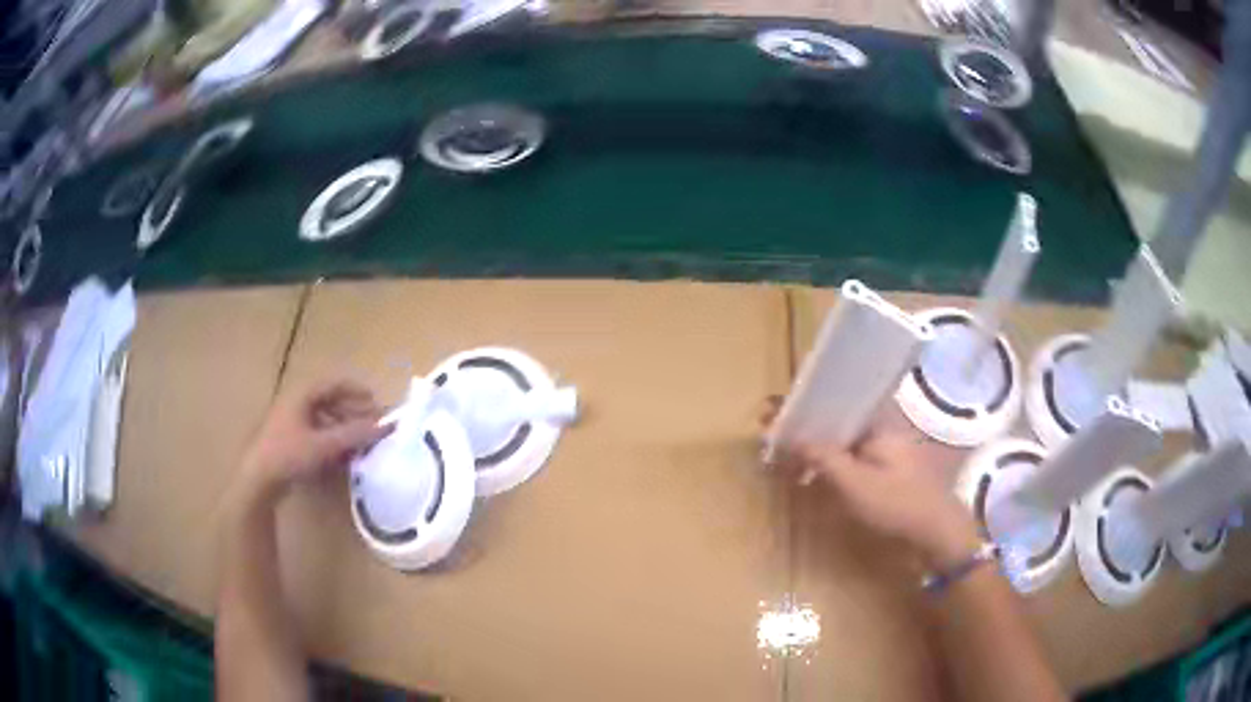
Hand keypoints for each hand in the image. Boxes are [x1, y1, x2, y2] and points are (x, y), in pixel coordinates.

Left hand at [238, 379, 391, 502]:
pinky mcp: (288, 440)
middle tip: (373, 426)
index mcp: (302, 394)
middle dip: (353, 413)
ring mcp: (291, 422)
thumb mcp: (324, 445)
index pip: (335, 383)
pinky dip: (332, 441)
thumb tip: (385, 425)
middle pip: (330, 401)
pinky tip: (342, 457)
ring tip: (360, 444)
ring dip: (344, 429)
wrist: (258, 480)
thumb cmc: (289, 454)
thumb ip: (355, 434)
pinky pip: (316, 433)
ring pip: (324, 419)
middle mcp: (296, 403)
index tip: (377, 404)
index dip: (357, 392)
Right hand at [760, 397, 979, 565]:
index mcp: (877, 421)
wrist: (937, 533)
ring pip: (841, 438)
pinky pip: (850, 456)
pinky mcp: (886, 469)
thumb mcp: (856, 485)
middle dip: (803, 422)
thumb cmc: (898, 505)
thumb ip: (824, 459)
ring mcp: (885, 449)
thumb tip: (792, 437)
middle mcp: (881, 427)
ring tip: (784, 452)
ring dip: (814, 443)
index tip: (770, 411)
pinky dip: (829, 460)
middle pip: (835, 417)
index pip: (833, 400)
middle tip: (771, 432)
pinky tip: (812, 473)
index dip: (801, 404)